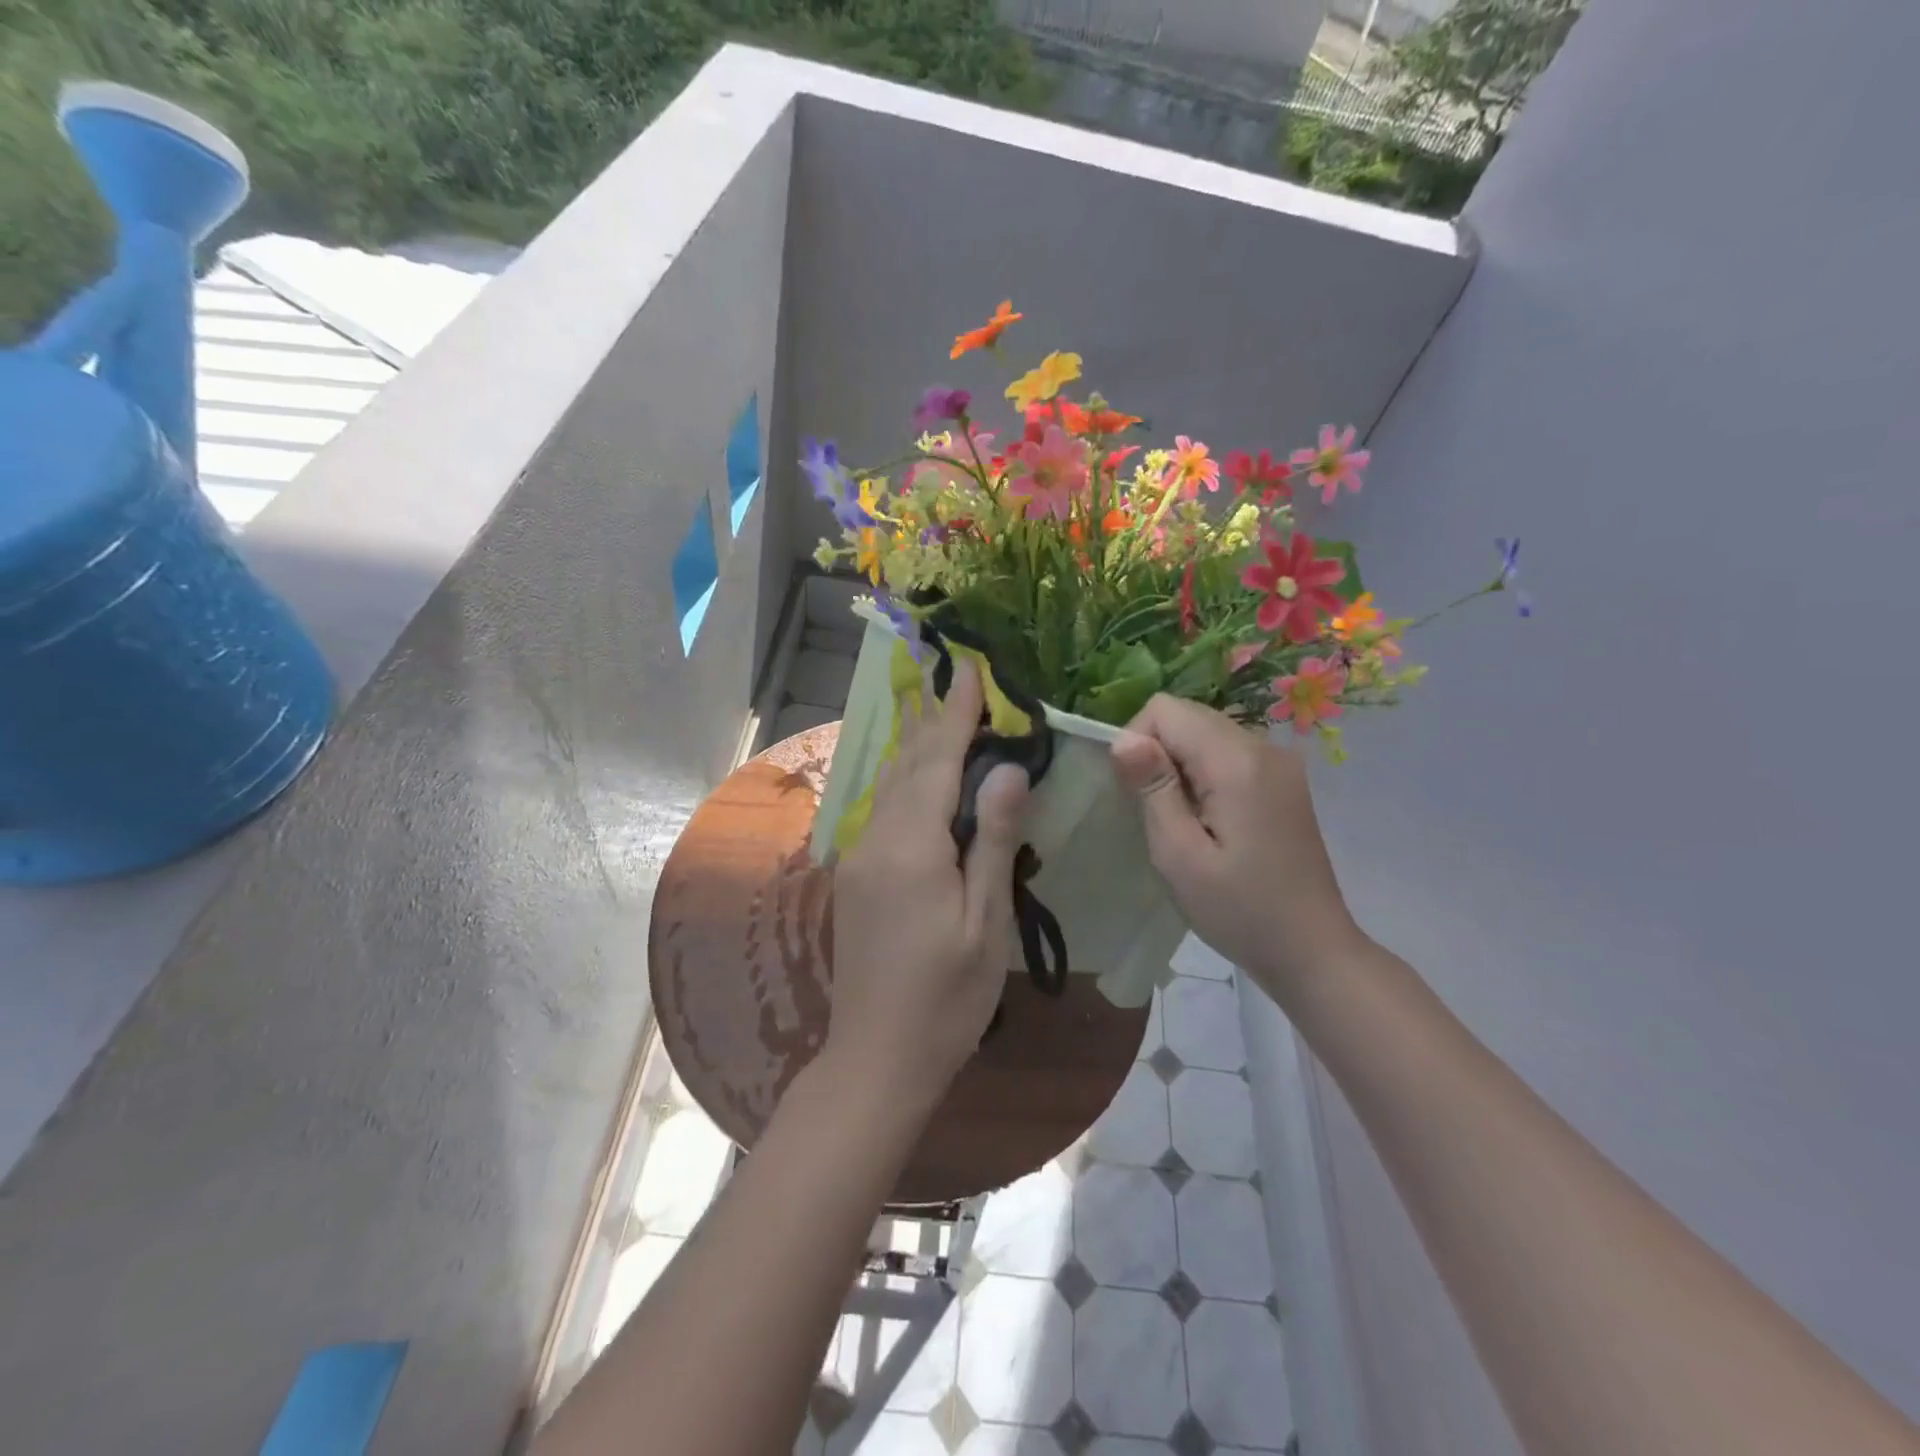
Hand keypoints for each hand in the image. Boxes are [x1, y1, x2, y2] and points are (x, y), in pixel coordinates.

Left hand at [825, 659, 1030, 1112]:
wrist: (877, 1057)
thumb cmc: (947, 998)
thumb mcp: (986, 923)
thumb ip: (992, 841)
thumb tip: (1007, 770)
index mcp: (910, 847)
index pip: (936, 761)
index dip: (957, 715)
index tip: (972, 671)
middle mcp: (876, 839)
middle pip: (907, 765)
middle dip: (936, 722)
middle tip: (961, 683)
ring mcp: (858, 858)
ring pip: (890, 785)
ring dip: (918, 747)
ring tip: (942, 715)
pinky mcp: (854, 877)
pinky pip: (883, 810)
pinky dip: (907, 780)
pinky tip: (919, 777)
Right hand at [1111, 694, 1363, 1004]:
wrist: (1312, 950)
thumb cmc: (1239, 910)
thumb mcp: (1179, 855)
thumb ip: (1153, 789)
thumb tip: (1123, 739)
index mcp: (1237, 762)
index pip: (1166, 709)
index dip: (1137, 741)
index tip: (1137, 794)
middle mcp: (1263, 747)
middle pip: (1188, 715)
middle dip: (1158, 752)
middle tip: (1160, 813)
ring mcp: (1279, 762)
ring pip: (1206, 732)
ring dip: (1180, 765)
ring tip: (1185, 820)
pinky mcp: (1284, 780)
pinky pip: (1227, 752)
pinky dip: (1204, 773)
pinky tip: (1210, 820)